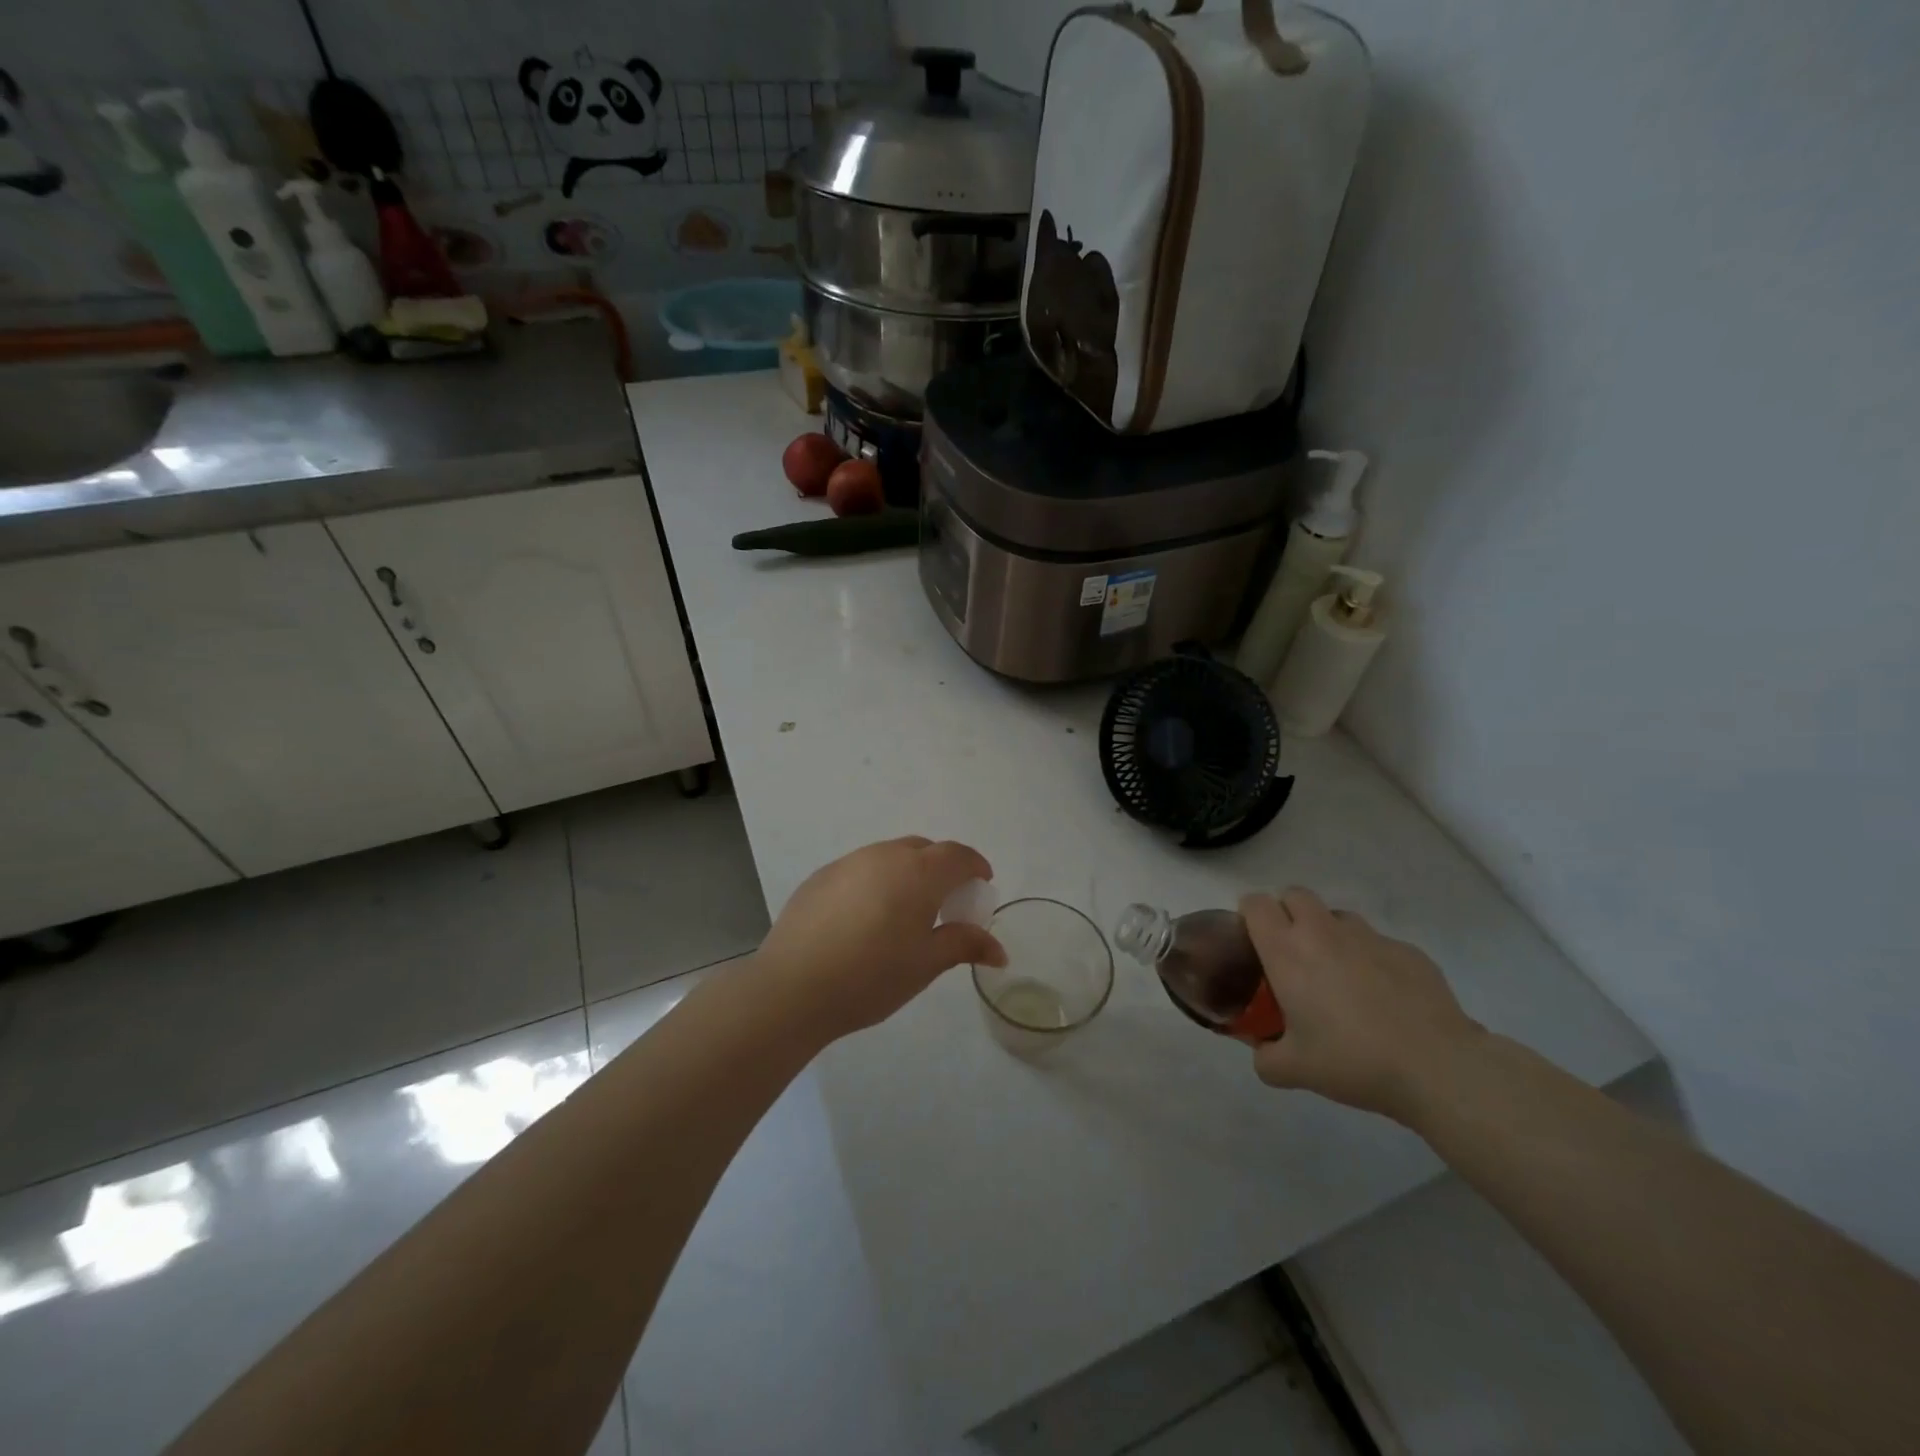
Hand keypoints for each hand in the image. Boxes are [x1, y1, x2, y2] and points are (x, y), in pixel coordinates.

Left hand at [756, 837, 1005, 1041]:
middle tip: (946, 902)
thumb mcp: (925, 964)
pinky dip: (875, 882)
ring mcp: (847, 863)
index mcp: (917, 872)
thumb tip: (998, 949)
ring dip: (906, 873)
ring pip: (889, 856)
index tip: (981, 884)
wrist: (792, 987)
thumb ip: (964, 944)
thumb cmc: (871, 976)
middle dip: (942, 868)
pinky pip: (860, 869)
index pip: (957, 855)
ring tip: (905, 911)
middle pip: (923, 850)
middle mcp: (883, 856)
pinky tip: (864, 919)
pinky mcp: (820, 877)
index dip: (975, 866)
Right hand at [1241, 888, 1482, 1123]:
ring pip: (1337, 916)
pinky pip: (1378, 943)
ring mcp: (1369, 937)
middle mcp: (1323, 932)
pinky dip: (1370, 960)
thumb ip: (1266, 1058)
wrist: (1437, 1067)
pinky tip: (1383, 998)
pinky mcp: (1408, 950)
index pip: (1255, 904)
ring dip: (1329, 934)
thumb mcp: (1293, 1071)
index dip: (1249, 915)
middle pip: (1295, 895)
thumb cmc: (1352, 1060)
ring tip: (1339, 975)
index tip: (1253, 942)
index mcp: (1287, 951)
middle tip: (1292, 955)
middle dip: (1287, 914)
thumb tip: (1263, 1051)